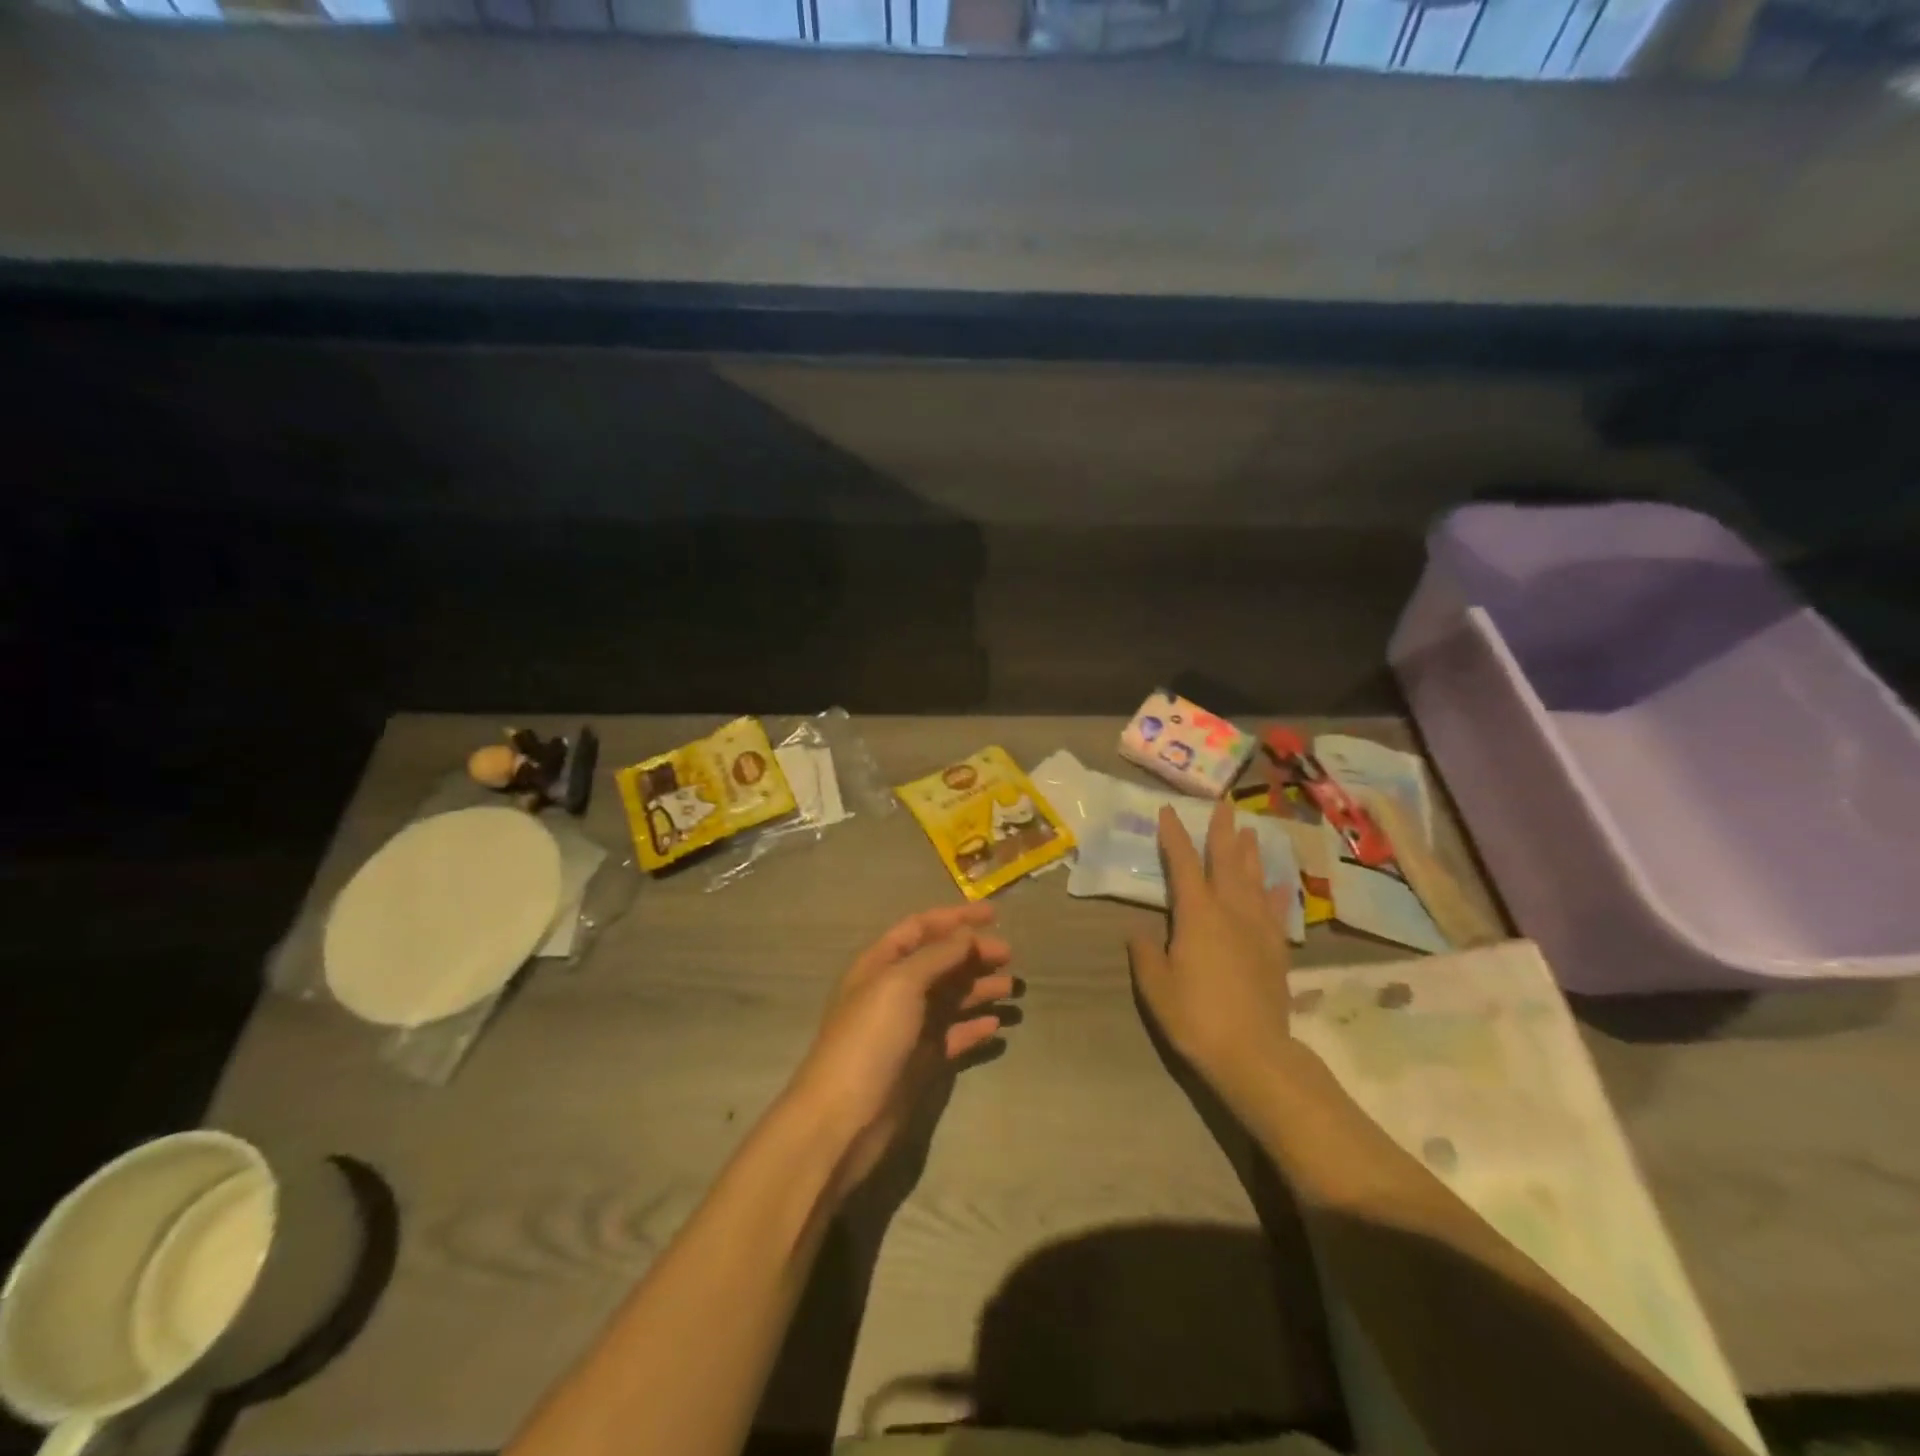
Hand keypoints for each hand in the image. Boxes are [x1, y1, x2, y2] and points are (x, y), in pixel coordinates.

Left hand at [784, 904, 1014, 1201]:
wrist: (844, 1118)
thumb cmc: (869, 1038)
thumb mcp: (900, 984)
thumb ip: (937, 956)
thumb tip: (967, 935)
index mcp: (881, 964)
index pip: (921, 928)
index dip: (955, 918)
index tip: (994, 915)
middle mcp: (895, 991)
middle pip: (940, 962)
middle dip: (973, 955)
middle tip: (1009, 956)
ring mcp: (908, 1028)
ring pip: (950, 998)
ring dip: (979, 989)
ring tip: (1012, 989)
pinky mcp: (920, 1062)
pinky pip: (953, 1036)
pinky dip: (975, 1027)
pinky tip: (997, 1025)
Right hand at [1127, 802, 1295, 1110]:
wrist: (1253, 1053)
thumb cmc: (1195, 1016)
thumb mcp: (1156, 986)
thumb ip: (1146, 954)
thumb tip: (1139, 933)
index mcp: (1197, 915)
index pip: (1183, 865)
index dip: (1174, 836)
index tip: (1168, 811)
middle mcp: (1230, 912)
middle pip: (1226, 862)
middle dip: (1222, 833)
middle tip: (1224, 806)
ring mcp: (1257, 930)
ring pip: (1253, 880)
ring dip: (1250, 854)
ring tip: (1251, 831)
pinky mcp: (1275, 951)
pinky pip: (1275, 912)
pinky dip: (1274, 893)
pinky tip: (1276, 883)